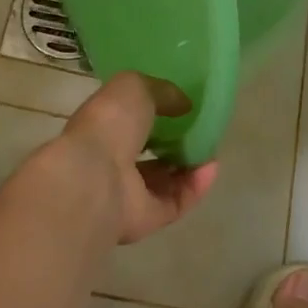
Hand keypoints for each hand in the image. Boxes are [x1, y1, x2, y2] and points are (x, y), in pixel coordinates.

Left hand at [28, 73, 217, 244]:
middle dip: (173, 143)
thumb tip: (183, 104)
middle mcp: (111, 161)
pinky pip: (176, 202)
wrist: (95, 177)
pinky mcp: (145, 219)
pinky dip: (195, 186)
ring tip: (211, 149)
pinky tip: (212, 168)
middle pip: (146, 153)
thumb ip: (161, 91)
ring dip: (188, 166)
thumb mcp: (135, 87)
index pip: (128, 121)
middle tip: (200, 130)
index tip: (181, 106)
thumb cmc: (109, 123)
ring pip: (163, 181)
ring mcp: (127, 193)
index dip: (154, 113)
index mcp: (101, 128)